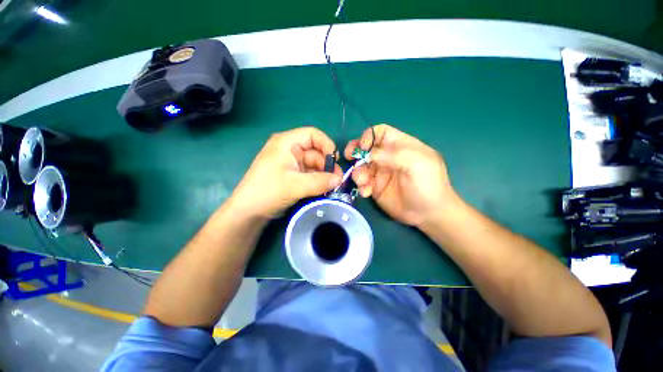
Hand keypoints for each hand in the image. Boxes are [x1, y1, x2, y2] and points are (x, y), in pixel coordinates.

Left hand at [230, 127, 341, 218]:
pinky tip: (324, 188)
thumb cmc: (268, 191)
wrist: (249, 212)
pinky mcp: (292, 175)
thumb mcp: (295, 185)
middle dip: (327, 165)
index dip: (326, 144)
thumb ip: (320, 181)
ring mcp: (291, 163)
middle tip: (337, 180)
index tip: (335, 160)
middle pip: (315, 151)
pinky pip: (310, 174)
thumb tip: (340, 180)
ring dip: (324, 174)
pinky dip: (318, 180)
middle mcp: (290, 150)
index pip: (312, 135)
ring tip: (333, 186)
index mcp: (286, 143)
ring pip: (314, 165)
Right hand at [344, 124, 457, 227]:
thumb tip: (369, 154)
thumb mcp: (418, 164)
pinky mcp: (374, 187)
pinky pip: (362, 182)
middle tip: (349, 158)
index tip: (362, 147)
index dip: (369, 136)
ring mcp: (380, 172)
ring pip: (361, 166)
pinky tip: (366, 193)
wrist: (428, 214)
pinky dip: (361, 186)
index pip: (380, 132)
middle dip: (355, 151)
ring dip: (358, 173)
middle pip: (366, 148)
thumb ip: (394, 155)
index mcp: (400, 146)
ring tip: (363, 183)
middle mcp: (387, 157)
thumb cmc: (428, 185)